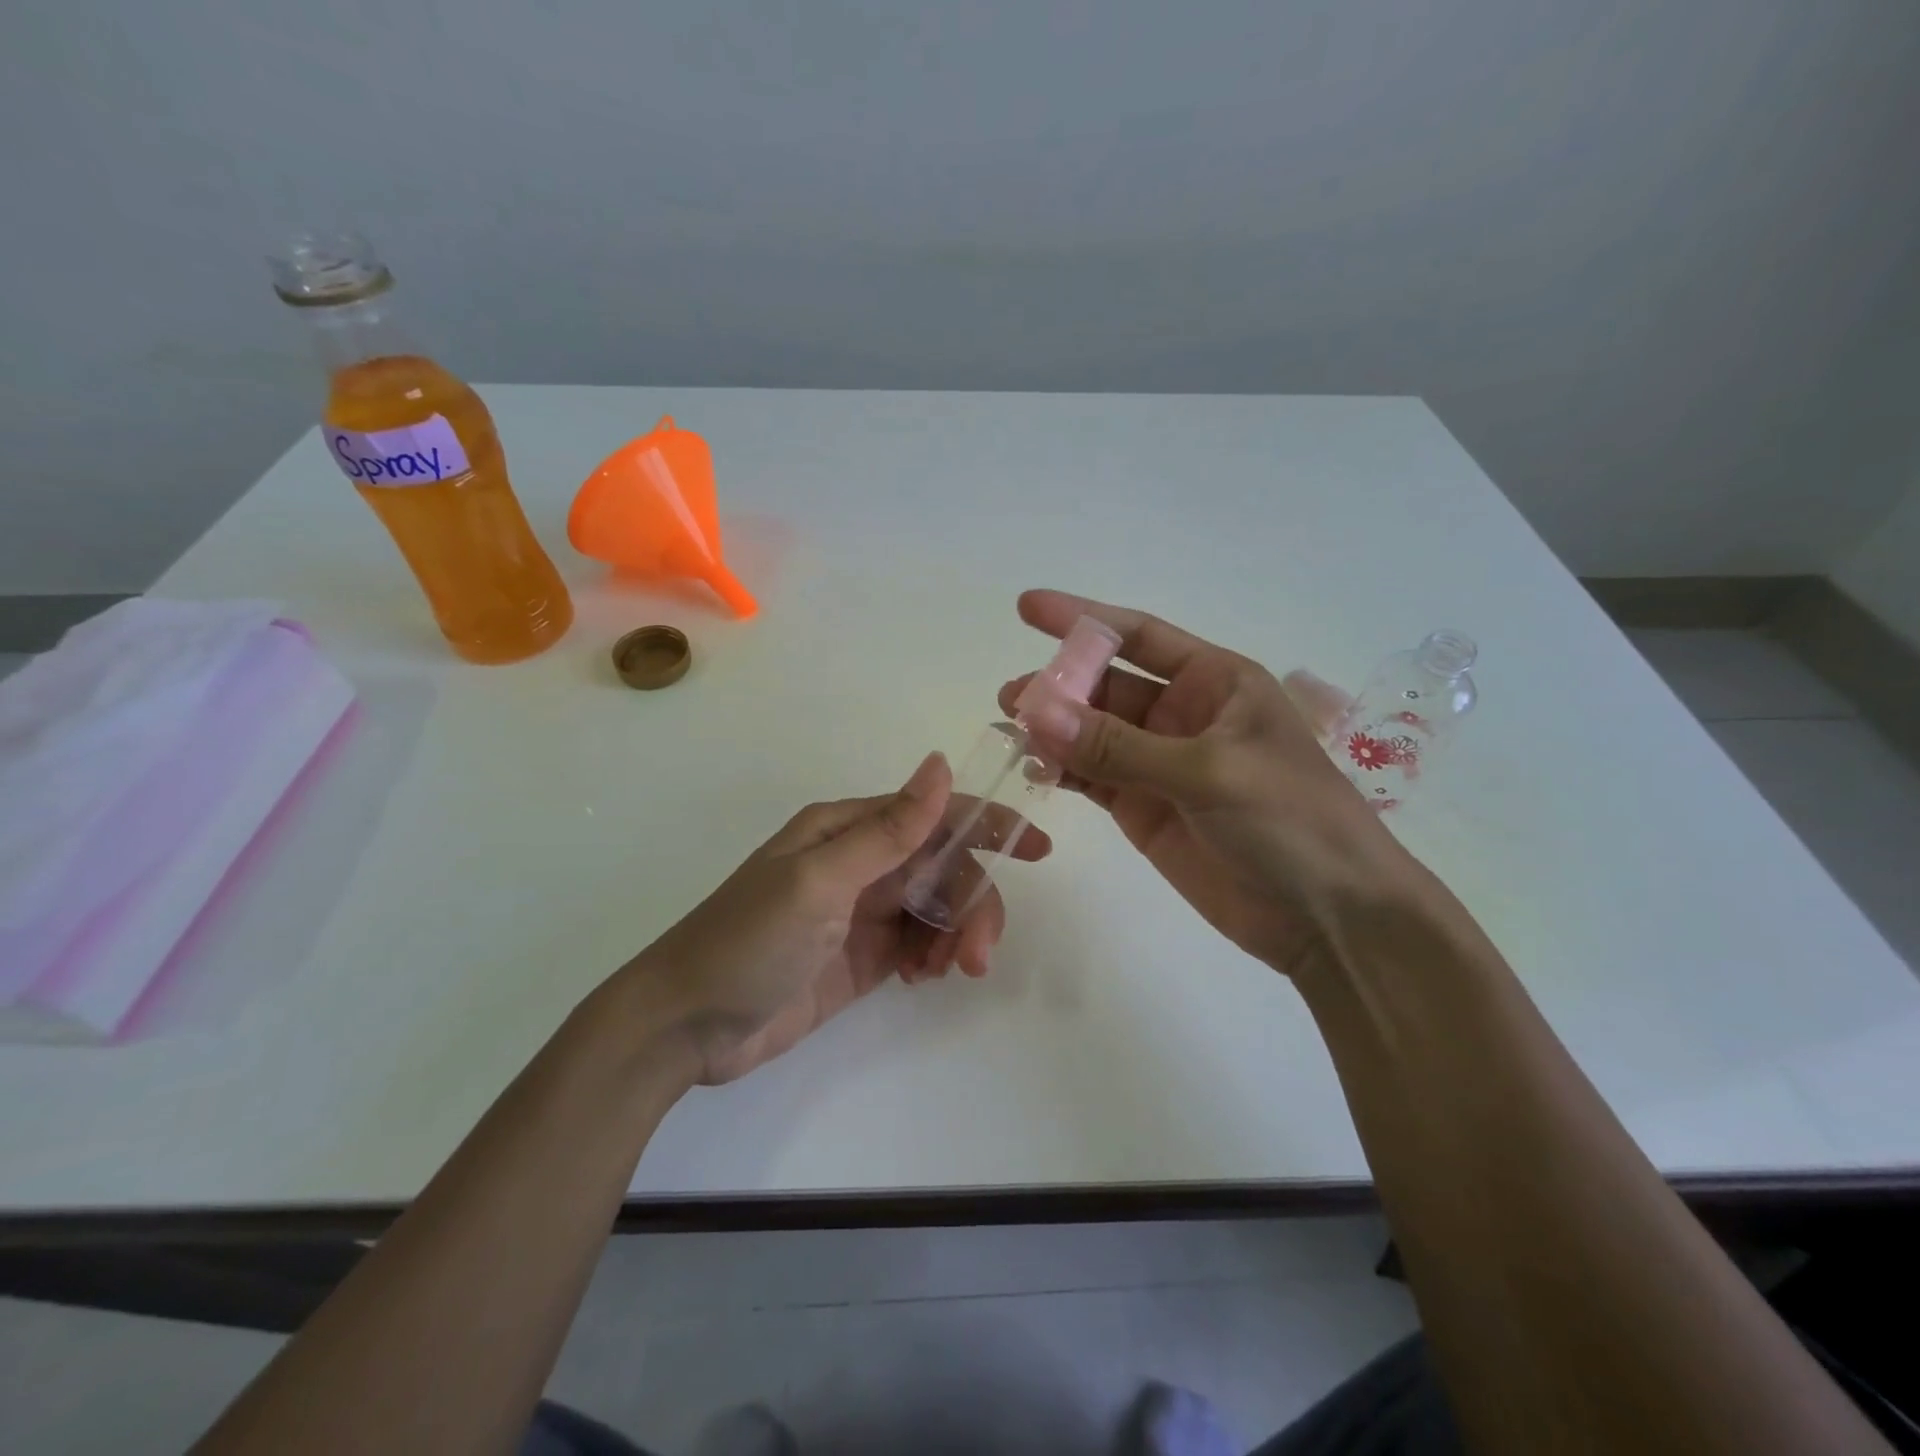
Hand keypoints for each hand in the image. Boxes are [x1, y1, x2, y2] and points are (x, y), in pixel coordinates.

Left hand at [624, 753, 1050, 1084]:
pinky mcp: (865, 955)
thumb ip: (888, 830)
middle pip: (944, 866)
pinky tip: (924, 978)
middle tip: (977, 954)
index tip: (1038, 848)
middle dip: (972, 903)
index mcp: (848, 829)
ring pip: (938, 907)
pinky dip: (935, 957)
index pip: (933, 814)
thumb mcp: (819, 881)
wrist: (687, 1026)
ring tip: (946, 972)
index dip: (988, 823)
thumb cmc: (747, 941)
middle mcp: (861, 862)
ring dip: (957, 934)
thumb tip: (940, 763)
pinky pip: (921, 943)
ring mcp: (864, 911)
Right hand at [1000, 589, 1412, 977]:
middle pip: (1106, 685)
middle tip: (1011, 696)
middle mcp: (1182, 714)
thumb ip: (1119, 746)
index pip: (1138, 636)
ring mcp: (1159, 763)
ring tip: (1008, 728)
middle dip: (1059, 684)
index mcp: (1214, 683)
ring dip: (1052, 727)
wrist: (1328, 917)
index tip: (1028, 607)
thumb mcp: (1209, 772)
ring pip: (1092, 733)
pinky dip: (1061, 770)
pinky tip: (1032, 765)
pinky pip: (1091, 777)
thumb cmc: (1290, 821)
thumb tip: (1036, 713)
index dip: (1083, 619)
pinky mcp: (1143, 808)